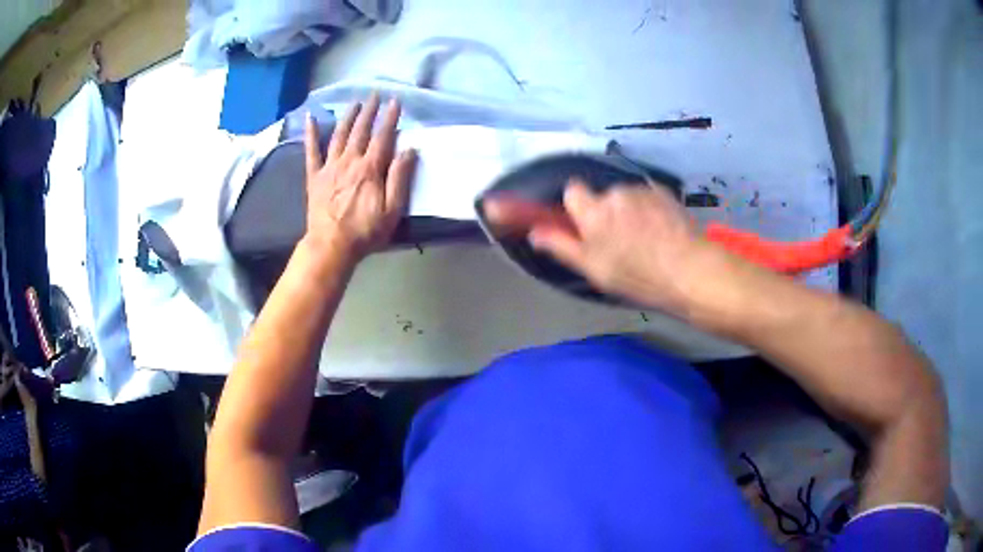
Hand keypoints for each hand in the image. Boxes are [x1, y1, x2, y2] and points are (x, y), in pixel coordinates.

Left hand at [303, 93, 416, 263]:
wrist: (331, 246)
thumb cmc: (365, 231)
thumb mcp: (392, 210)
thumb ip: (399, 178)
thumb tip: (408, 150)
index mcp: (370, 169)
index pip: (383, 136)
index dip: (390, 118)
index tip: (395, 101)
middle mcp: (349, 161)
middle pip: (361, 130)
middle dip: (369, 110)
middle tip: (375, 94)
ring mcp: (329, 167)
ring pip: (339, 135)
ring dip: (348, 116)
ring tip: (355, 102)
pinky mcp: (314, 176)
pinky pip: (311, 151)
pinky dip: (310, 133)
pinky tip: (310, 118)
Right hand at [484, 182, 707, 314]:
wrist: (689, 270)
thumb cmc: (637, 276)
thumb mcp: (594, 269)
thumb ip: (561, 246)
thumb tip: (535, 233)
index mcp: (593, 211)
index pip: (572, 190)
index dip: (578, 207)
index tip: (587, 227)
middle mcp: (615, 193)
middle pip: (602, 196)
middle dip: (607, 213)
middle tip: (621, 242)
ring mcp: (642, 190)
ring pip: (626, 197)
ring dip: (630, 212)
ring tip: (646, 240)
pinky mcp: (664, 192)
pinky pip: (647, 197)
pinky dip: (650, 210)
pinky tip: (662, 232)